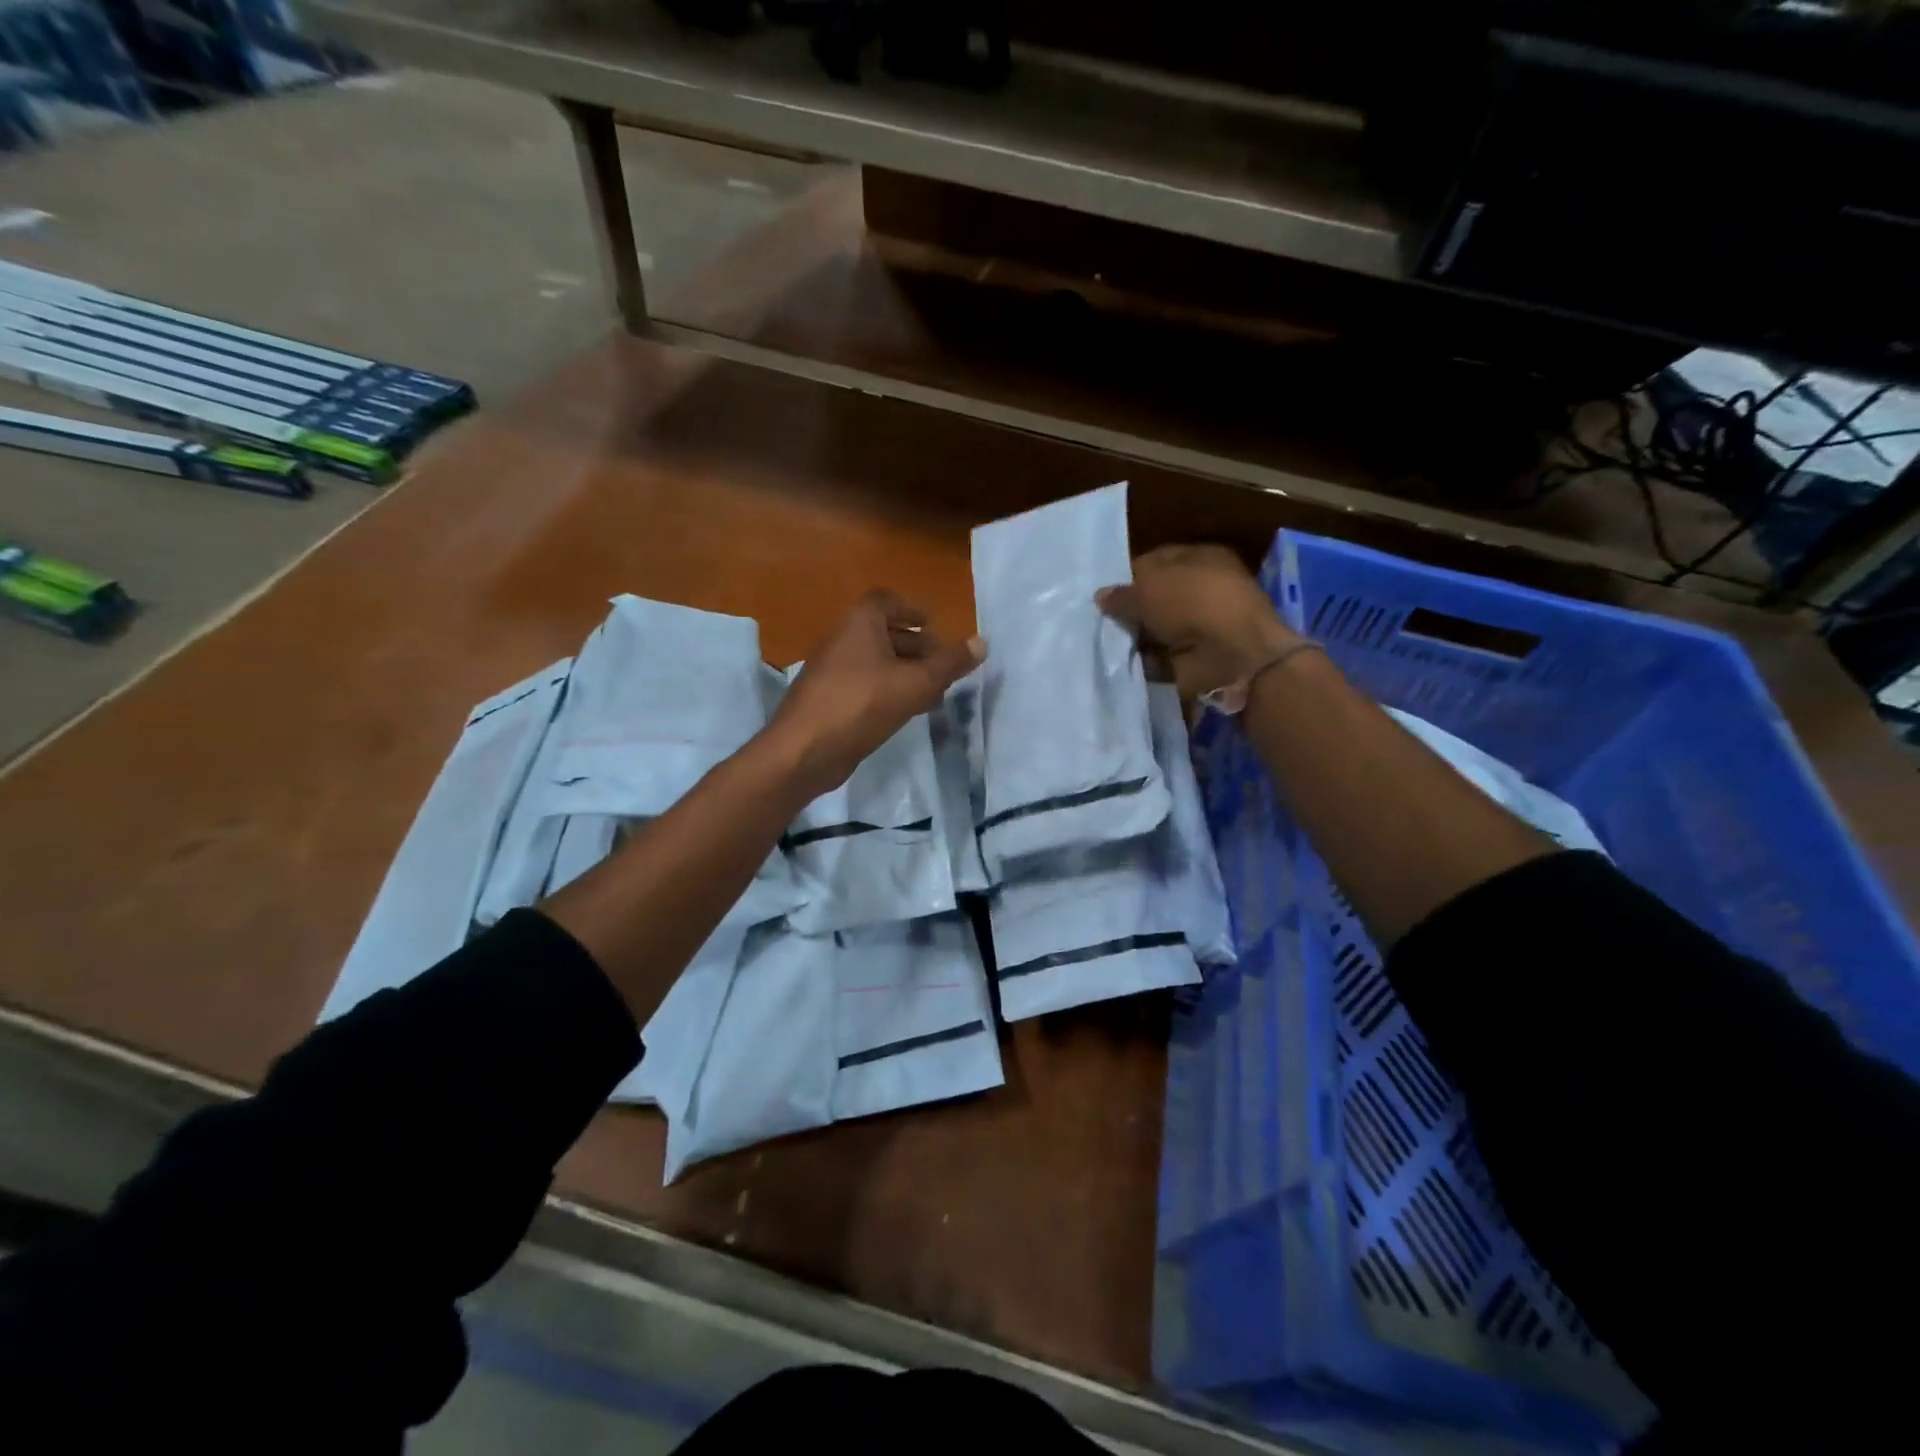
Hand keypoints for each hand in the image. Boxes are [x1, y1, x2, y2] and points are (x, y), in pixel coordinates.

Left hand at [767, 590, 984, 798]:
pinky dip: (888, 690)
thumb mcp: (916, 683)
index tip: (933, 625)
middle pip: (884, 632)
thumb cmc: (862, 704)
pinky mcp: (829, 699)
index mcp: (860, 623)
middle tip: (943, 666)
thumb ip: (950, 663)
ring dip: (905, 672)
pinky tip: (906, 712)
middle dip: (916, 646)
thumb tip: (982, 642)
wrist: (805, 749)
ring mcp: (832, 670)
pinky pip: (865, 684)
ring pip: (876, 661)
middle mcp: (843, 639)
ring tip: (934, 693)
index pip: (887, 601)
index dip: (912, 609)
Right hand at [1097, 544, 1297, 699]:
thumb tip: (1101, 596)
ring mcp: (1199, 625)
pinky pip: (1159, 655)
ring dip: (1133, 635)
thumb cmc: (1193, 603)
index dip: (1128, 574)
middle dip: (1128, 608)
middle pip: (1154, 596)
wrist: (1233, 654)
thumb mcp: (1149, 588)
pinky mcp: (1194, 656)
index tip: (1103, 591)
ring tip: (1101, 640)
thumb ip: (1122, 593)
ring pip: (1154, 627)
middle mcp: (1201, 589)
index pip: (1155, 560)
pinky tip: (1118, 660)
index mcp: (1199, 558)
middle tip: (1095, 618)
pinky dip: (1142, 660)